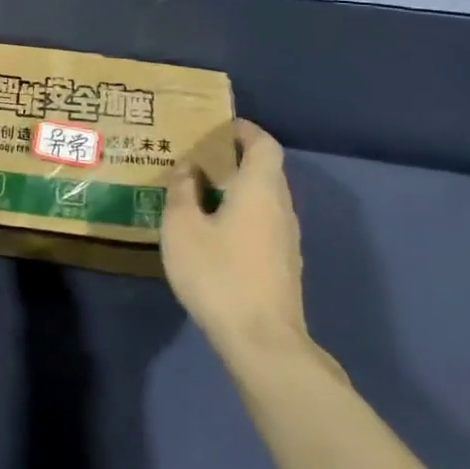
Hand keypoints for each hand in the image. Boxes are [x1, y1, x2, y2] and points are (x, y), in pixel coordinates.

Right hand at [161, 119, 312, 359]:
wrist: (262, 341)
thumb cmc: (218, 274)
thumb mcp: (182, 228)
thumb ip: (182, 191)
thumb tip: (188, 168)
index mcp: (260, 189)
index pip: (264, 144)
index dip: (244, 131)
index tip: (218, 127)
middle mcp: (281, 207)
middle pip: (265, 171)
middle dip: (235, 159)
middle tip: (198, 159)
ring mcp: (287, 239)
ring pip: (264, 200)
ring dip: (237, 190)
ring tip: (200, 194)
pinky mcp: (283, 265)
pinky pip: (263, 224)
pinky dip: (241, 215)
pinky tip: (213, 232)